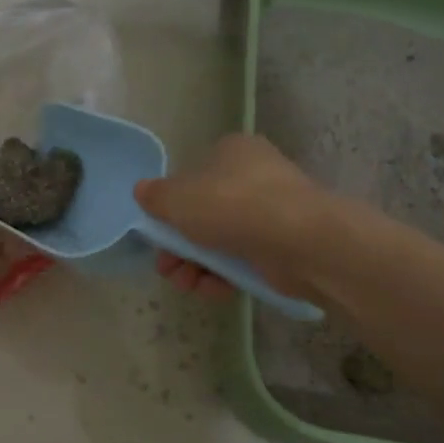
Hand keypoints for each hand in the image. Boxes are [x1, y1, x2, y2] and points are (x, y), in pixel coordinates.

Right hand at [135, 134, 327, 300]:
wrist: (300, 240)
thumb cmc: (233, 206)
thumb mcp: (179, 198)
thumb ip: (155, 196)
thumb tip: (142, 192)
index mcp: (231, 152)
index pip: (192, 177)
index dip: (170, 208)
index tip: (157, 236)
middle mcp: (254, 176)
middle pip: (204, 214)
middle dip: (179, 247)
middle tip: (167, 269)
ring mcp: (272, 212)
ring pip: (221, 241)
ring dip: (197, 266)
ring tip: (186, 285)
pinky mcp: (283, 246)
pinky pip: (244, 260)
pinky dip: (224, 276)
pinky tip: (212, 290)